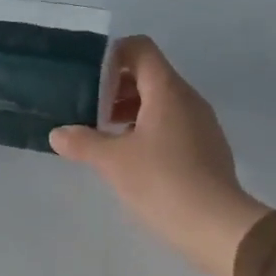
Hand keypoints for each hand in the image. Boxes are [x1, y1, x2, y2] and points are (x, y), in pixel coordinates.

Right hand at [50, 36, 269, 275]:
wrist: (216, 225)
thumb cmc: (162, 182)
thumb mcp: (113, 162)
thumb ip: (83, 142)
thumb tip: (58, 134)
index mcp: (167, 90)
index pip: (140, 49)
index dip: (111, 56)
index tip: (89, 81)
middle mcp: (188, 98)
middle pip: (150, 75)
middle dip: (117, 89)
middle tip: (91, 114)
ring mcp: (202, 123)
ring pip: (162, 102)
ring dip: (132, 112)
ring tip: (107, 139)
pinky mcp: (208, 148)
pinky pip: (174, 125)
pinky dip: (150, 130)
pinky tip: (134, 160)